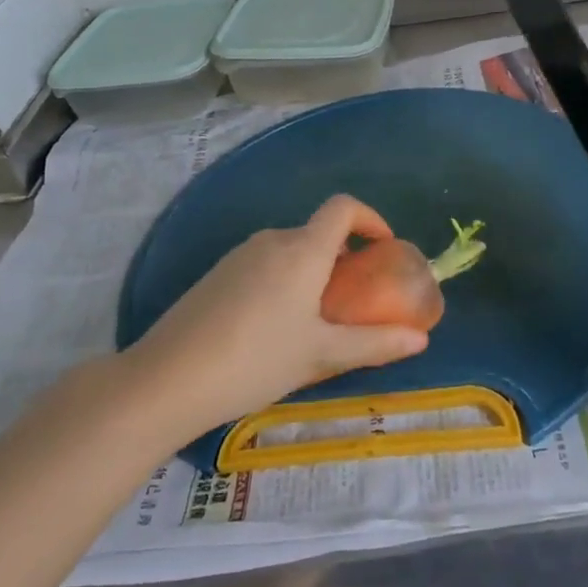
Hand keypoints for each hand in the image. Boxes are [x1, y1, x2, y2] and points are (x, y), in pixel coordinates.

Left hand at [127, 195, 429, 440]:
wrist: (167, 379)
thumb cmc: (256, 360)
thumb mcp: (321, 355)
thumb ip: (374, 343)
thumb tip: (421, 339)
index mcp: (303, 250)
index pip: (343, 207)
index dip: (370, 218)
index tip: (383, 249)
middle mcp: (272, 240)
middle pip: (318, 232)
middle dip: (344, 257)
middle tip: (354, 300)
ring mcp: (239, 255)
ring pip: (290, 251)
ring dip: (313, 272)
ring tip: (316, 322)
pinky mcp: (216, 274)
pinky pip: (264, 265)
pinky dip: (284, 282)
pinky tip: (273, 329)